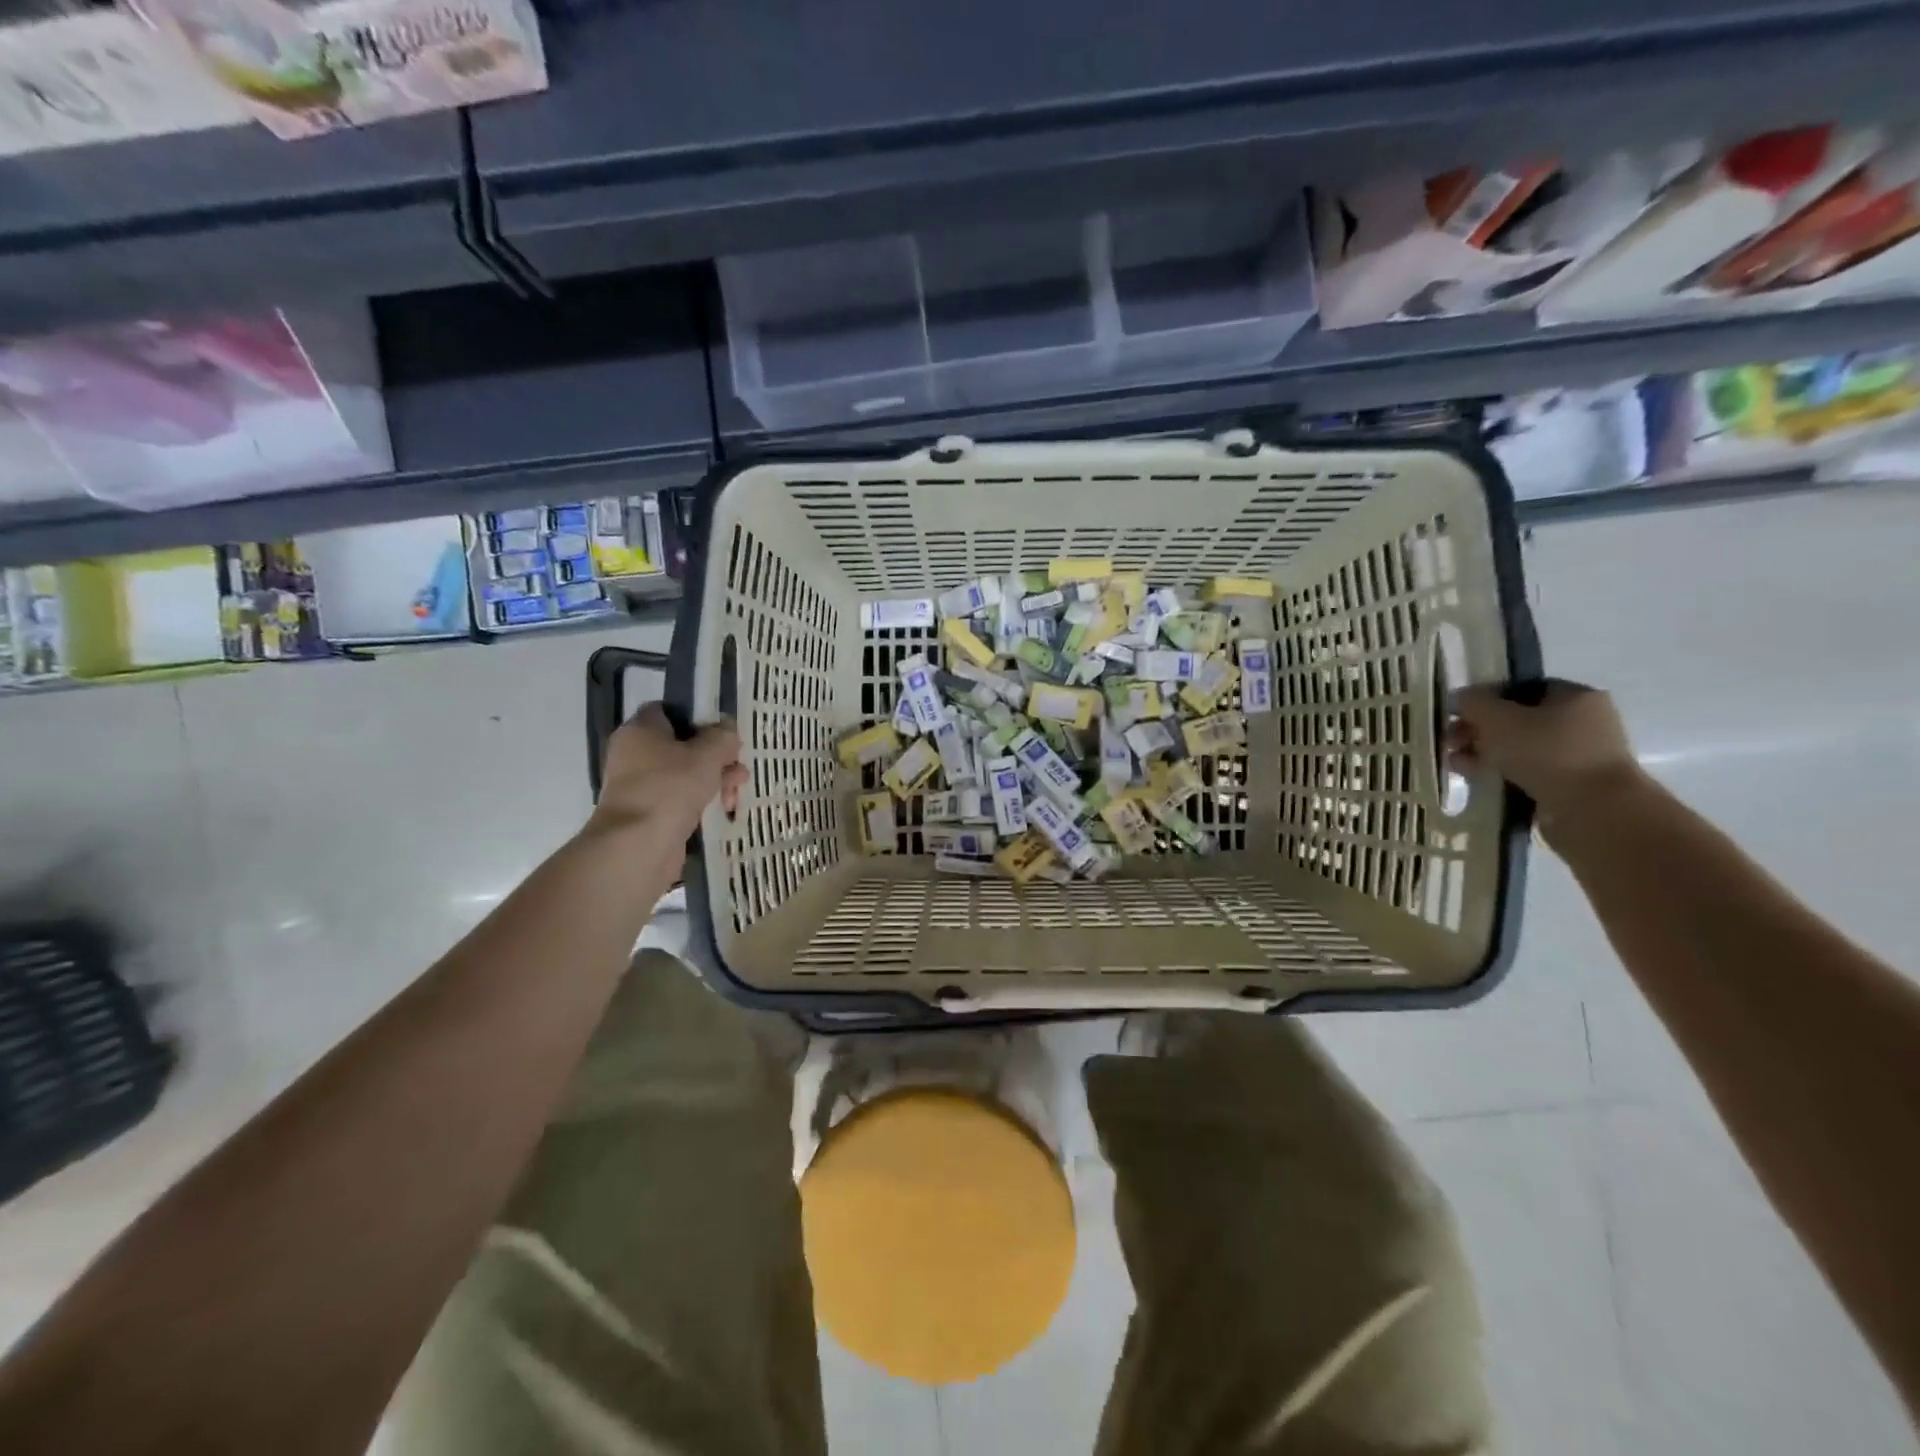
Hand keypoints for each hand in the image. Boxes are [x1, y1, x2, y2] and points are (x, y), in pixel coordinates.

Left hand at [590, 704, 745, 837]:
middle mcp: (635, 754)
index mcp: (640, 730)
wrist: (638, 846)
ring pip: (685, 774)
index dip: (698, 717)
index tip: (724, 730)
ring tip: (736, 794)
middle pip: (683, 745)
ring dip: (715, 780)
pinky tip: (724, 809)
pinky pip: (681, 799)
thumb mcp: (707, 754)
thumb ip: (723, 737)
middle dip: (716, 756)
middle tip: (739, 766)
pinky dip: (702, 802)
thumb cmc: (670, 787)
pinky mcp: (650, 813)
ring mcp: (641, 786)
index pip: (668, 710)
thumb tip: (728, 729)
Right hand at [1447, 681, 1647, 821]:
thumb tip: (1460, 698)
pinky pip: (1525, 772)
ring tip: (1455, 764)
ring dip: (1483, 753)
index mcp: (1574, 697)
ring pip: (1517, 748)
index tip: (1455, 714)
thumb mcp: (1498, 719)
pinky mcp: (1569, 786)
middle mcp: (1581, 723)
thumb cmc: (1546, 752)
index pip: (1519, 689)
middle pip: (1516, 720)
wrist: (1592, 810)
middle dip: (1478, 730)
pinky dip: (1499, 773)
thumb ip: (1474, 703)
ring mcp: (1577, 756)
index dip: (1483, 699)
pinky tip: (1474, 779)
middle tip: (1450, 742)